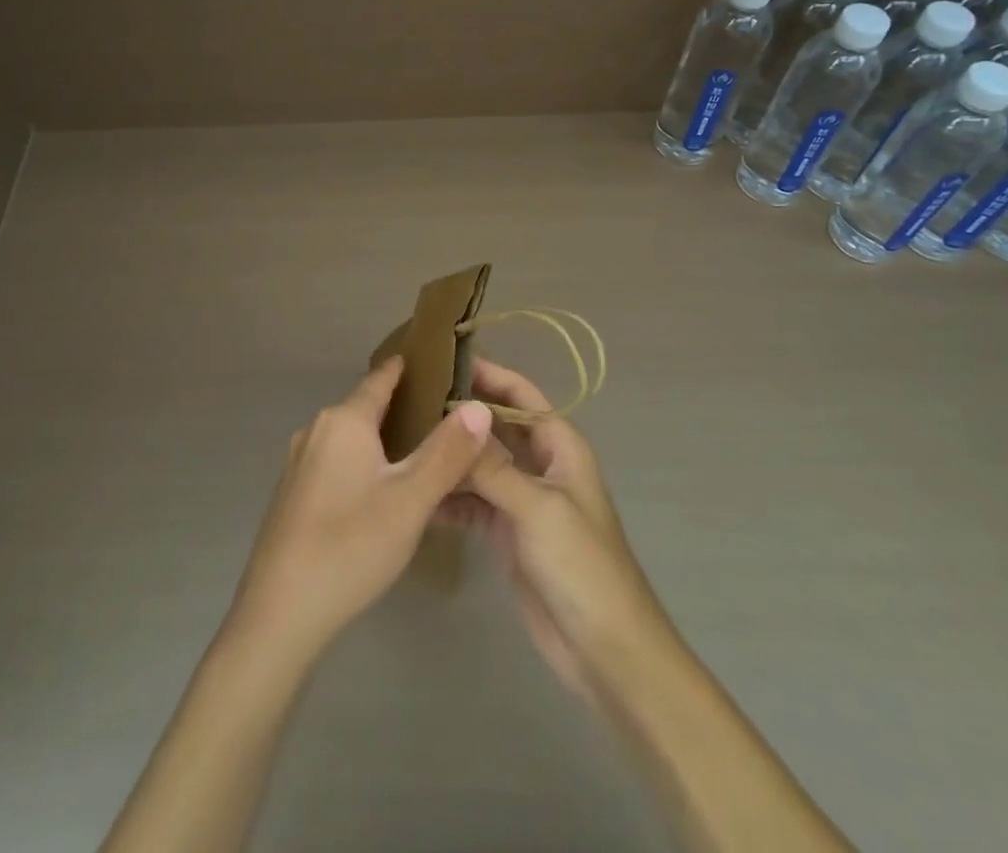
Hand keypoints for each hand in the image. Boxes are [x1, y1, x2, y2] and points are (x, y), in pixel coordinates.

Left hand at [226, 356, 493, 657]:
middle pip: (365, 406)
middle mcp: (316, 429)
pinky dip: (362, 461)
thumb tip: (479, 406)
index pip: (381, 378)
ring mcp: (299, 461)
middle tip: (444, 415)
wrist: (280, 614)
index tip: (438, 361)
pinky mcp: (292, 492)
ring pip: (350, 436)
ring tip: (420, 451)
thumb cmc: (351, 546)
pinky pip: (335, 460)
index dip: (409, 368)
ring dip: (382, 437)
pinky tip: (380, 489)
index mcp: (343, 421)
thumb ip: (447, 452)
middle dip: (402, 406)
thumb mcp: (411, 500)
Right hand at [438, 359, 673, 697]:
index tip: (441, 359)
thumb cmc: (581, 565)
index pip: (519, 393)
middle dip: (459, 413)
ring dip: (450, 455)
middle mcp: (540, 463)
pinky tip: (416, 493)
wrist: (605, 649)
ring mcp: (522, 498)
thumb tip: (456, 421)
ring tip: (402, 442)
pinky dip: (449, 497)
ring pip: (480, 463)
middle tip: (408, 399)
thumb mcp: (537, 507)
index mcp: (559, 444)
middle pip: (495, 425)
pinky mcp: (507, 532)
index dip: (486, 373)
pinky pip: (472, 502)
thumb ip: (494, 466)